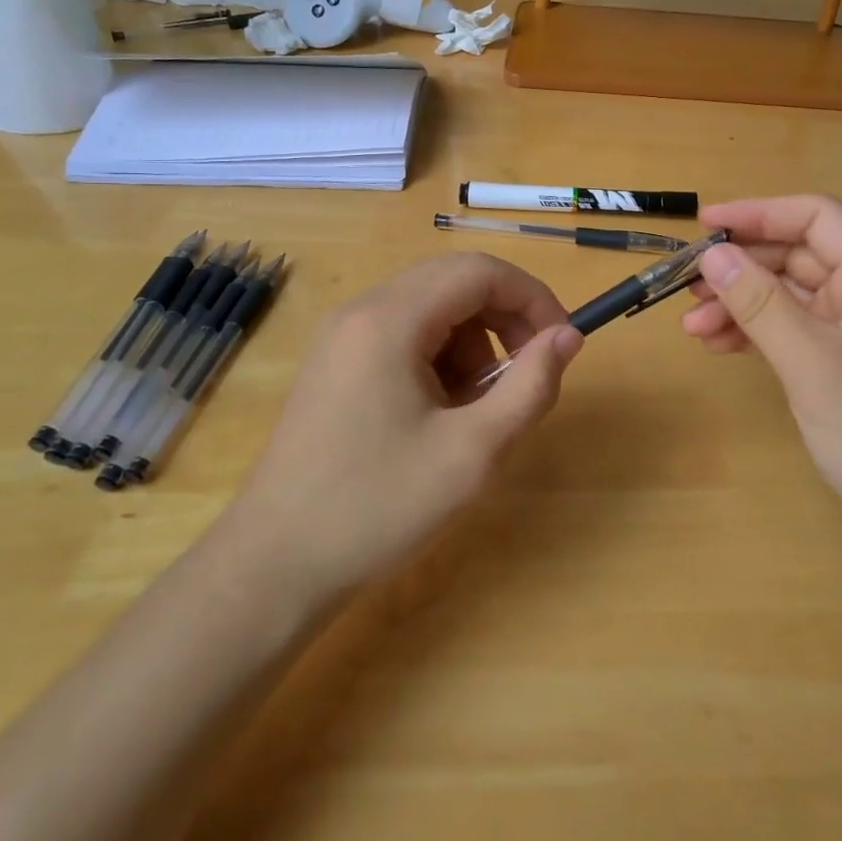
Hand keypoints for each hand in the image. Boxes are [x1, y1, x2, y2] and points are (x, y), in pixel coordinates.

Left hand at [225, 253, 581, 595]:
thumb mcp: (473, 452)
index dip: (532, 298)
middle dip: (504, 322)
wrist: (273, 568)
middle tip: (526, 378)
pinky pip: (404, 336)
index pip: (479, 272)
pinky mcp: (335, 364)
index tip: (561, 344)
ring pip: (432, 310)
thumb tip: (568, 336)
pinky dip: (439, 360)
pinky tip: (439, 416)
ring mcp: (342, 336)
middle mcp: (362, 311)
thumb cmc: (377, 508)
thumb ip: (530, 386)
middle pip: (455, 283)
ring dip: (472, 345)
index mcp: (390, 320)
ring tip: (475, 411)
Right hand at [682, 196, 841, 558]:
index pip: (816, 218)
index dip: (758, 213)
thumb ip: (760, 304)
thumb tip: (712, 254)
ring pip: (791, 297)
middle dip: (741, 267)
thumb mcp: (813, 364)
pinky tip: (721, 347)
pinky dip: (757, 334)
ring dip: (741, 304)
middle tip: (686, 286)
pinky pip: (794, 332)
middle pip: (798, 256)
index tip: (703, 227)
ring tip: (692, 326)